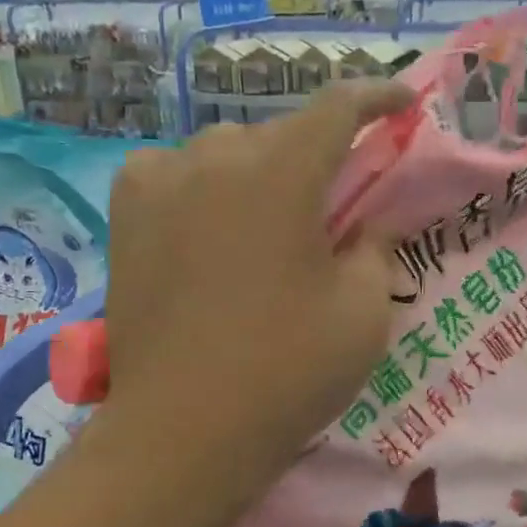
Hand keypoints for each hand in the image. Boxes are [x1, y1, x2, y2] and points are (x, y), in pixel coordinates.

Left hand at [99, 81, 411, 520]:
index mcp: (283, 172)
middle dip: (317, 153)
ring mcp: (161, 181)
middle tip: (334, 198)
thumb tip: (365, 223)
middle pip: (281, 132)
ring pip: (225, 150)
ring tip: (269, 218)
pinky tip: (207, 219)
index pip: (337, 107)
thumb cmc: (288, 370)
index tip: (401, 102)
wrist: (185, 429)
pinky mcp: (125, 213)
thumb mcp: (364, 310)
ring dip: (258, 169)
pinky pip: (173, 171)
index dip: (376, 97)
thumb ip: (376, 247)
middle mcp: (217, 158)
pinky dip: (201, 183)